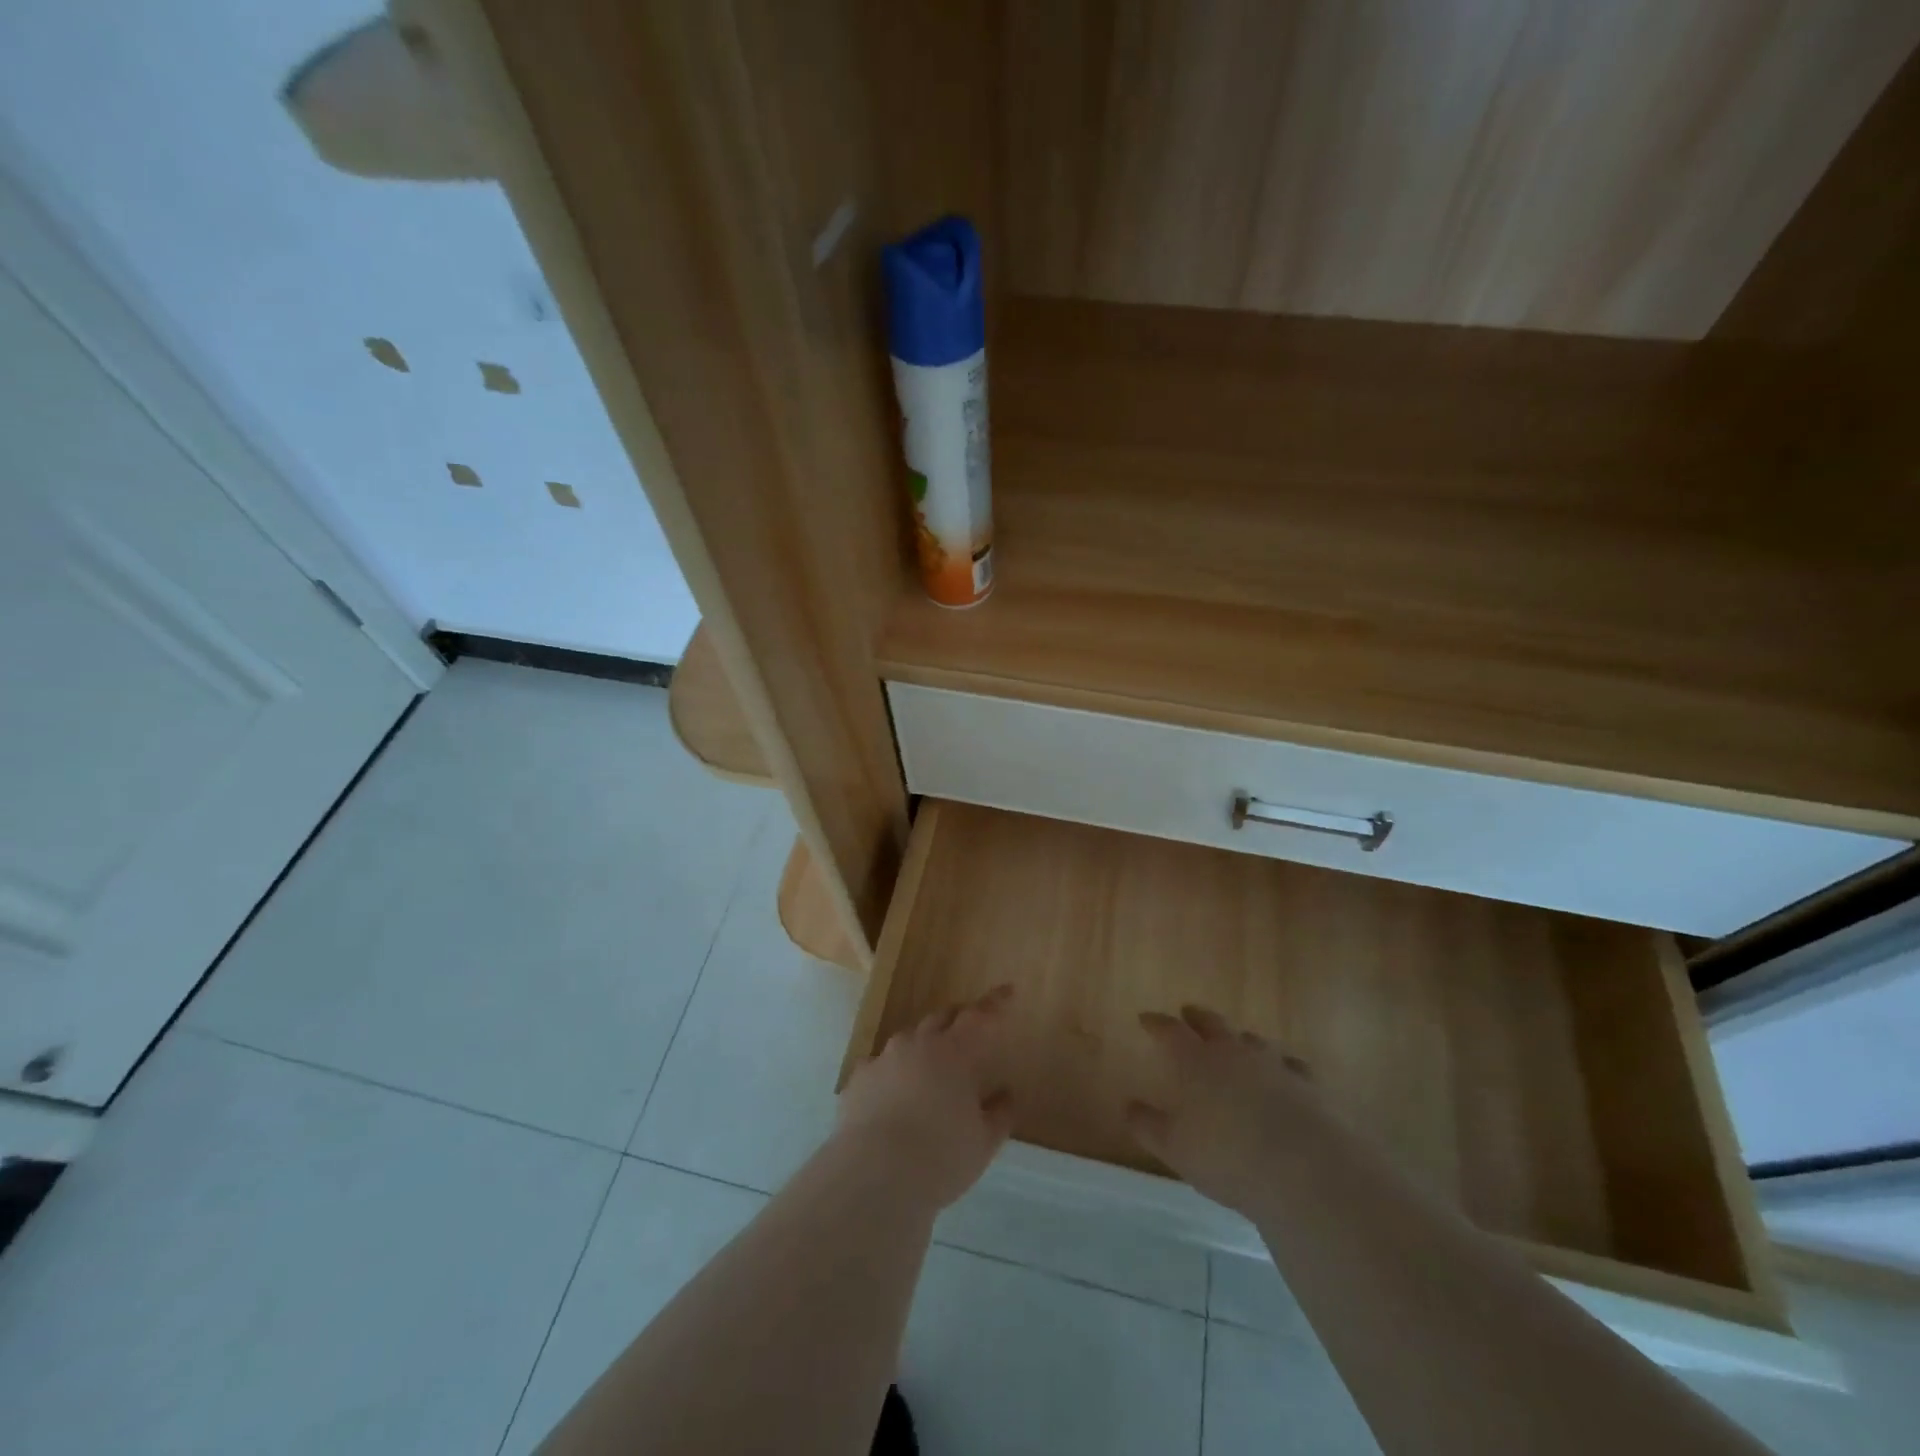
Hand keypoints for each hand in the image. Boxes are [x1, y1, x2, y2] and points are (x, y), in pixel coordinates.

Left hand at [836, 984, 1016, 1210]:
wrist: (874, 1176)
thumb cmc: (940, 1157)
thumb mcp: (983, 1142)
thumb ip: (999, 1114)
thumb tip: (1006, 1094)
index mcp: (954, 1052)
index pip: (979, 1016)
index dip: (995, 1002)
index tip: (1007, 990)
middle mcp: (918, 1044)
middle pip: (941, 1018)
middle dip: (957, 1018)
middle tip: (969, 1029)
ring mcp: (884, 1058)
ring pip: (908, 1039)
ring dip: (923, 1045)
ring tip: (930, 1066)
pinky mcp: (858, 1079)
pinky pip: (879, 1065)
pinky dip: (891, 1072)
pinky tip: (892, 1092)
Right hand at [1126, 1005, 1318, 1218]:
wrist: (1305, 1170)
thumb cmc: (1228, 1157)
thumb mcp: (1175, 1149)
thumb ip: (1148, 1126)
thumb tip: (1129, 1106)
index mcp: (1196, 1061)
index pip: (1170, 1031)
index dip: (1156, 1023)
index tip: (1145, 1018)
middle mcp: (1233, 1052)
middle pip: (1212, 1024)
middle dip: (1197, 1017)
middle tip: (1188, 1012)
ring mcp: (1274, 1065)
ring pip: (1252, 1040)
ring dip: (1239, 1039)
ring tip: (1235, 1042)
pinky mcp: (1308, 1085)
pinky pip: (1291, 1066)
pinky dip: (1282, 1066)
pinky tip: (1284, 1073)